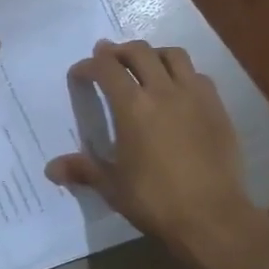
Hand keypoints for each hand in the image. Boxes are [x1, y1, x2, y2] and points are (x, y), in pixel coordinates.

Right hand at [45, 40, 263, 264]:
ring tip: (145, 66)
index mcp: (133, 107)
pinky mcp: (217, 107)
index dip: (89, 65)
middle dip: (119, 51)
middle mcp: (163, 91)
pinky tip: (178, 90)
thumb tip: (51, 169)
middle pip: (139, 52)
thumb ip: (84, 170)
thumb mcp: (113, 187)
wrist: (213, 216)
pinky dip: (182, 74)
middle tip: (108, 59)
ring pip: (173, 55)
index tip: (80, 74)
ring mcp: (195, 96)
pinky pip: (198, 75)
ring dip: (153, 54)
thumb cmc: (156, 201)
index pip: (106, 68)